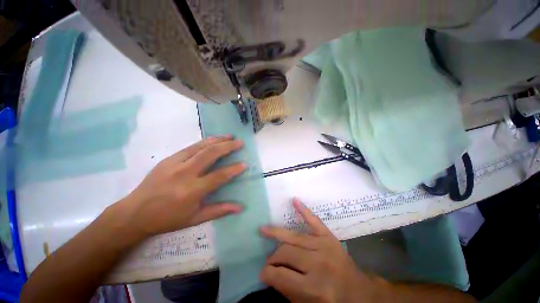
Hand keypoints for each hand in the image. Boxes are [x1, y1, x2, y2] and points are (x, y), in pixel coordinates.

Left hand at [118, 135, 245, 236]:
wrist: (134, 213)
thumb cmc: (167, 219)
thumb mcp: (195, 219)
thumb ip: (219, 210)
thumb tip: (240, 207)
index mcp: (191, 191)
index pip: (218, 176)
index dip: (233, 169)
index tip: (244, 164)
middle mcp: (184, 174)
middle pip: (210, 154)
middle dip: (227, 146)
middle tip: (239, 142)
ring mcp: (174, 164)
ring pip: (200, 147)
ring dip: (217, 140)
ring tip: (229, 136)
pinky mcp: (168, 159)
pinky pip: (190, 147)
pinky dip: (204, 142)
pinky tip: (212, 140)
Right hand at [260, 199, 386, 302]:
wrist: (359, 294)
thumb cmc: (333, 302)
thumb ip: (288, 291)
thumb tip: (271, 274)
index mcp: (314, 288)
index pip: (281, 275)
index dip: (267, 274)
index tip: (262, 273)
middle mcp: (319, 264)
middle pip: (286, 252)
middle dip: (272, 257)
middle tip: (269, 260)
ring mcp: (324, 246)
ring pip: (294, 237)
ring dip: (277, 234)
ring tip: (264, 230)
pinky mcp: (329, 236)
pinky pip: (314, 221)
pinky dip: (304, 210)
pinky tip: (294, 200)